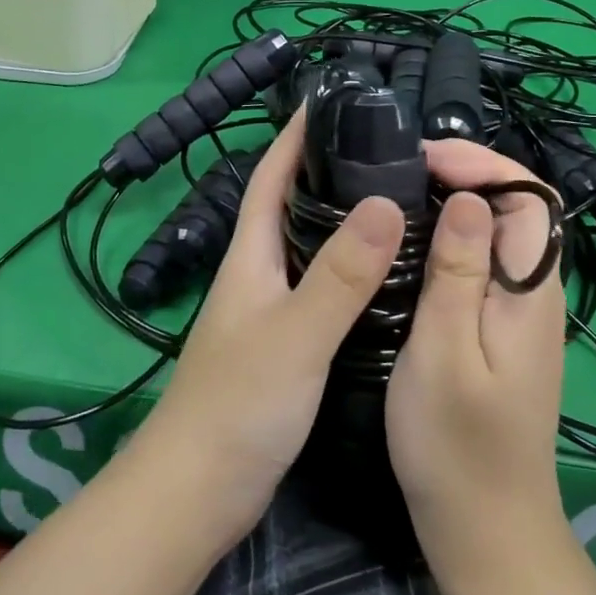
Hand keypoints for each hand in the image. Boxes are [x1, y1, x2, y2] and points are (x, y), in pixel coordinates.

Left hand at [130, 108, 403, 548]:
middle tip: (390, 148)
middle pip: (294, 202)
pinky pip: (322, 285)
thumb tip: (387, 200)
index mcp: (251, 253)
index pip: (272, 173)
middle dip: (331, 168)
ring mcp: (269, 307)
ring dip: (344, 217)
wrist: (195, 494)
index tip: (334, 100)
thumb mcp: (296, 334)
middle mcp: (258, 270)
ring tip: (399, 197)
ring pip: (311, 244)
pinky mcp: (285, 341)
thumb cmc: (238, 405)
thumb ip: (340, 273)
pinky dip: (350, 267)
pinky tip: (386, 274)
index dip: (297, 134)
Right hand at [386, 140, 569, 573]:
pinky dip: (448, 235)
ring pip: (497, 230)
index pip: (527, 196)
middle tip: (401, 169)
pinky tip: (409, 242)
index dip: (481, 163)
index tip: (422, 158)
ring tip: (398, 191)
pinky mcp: (498, 327)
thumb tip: (466, 197)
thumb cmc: (457, 446)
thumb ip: (457, 273)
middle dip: (465, 172)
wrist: (485, 532)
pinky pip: (481, 260)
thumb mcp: (444, 353)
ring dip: (454, 200)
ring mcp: (518, 311)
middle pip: (515, 206)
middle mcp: (534, 291)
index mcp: (530, 290)